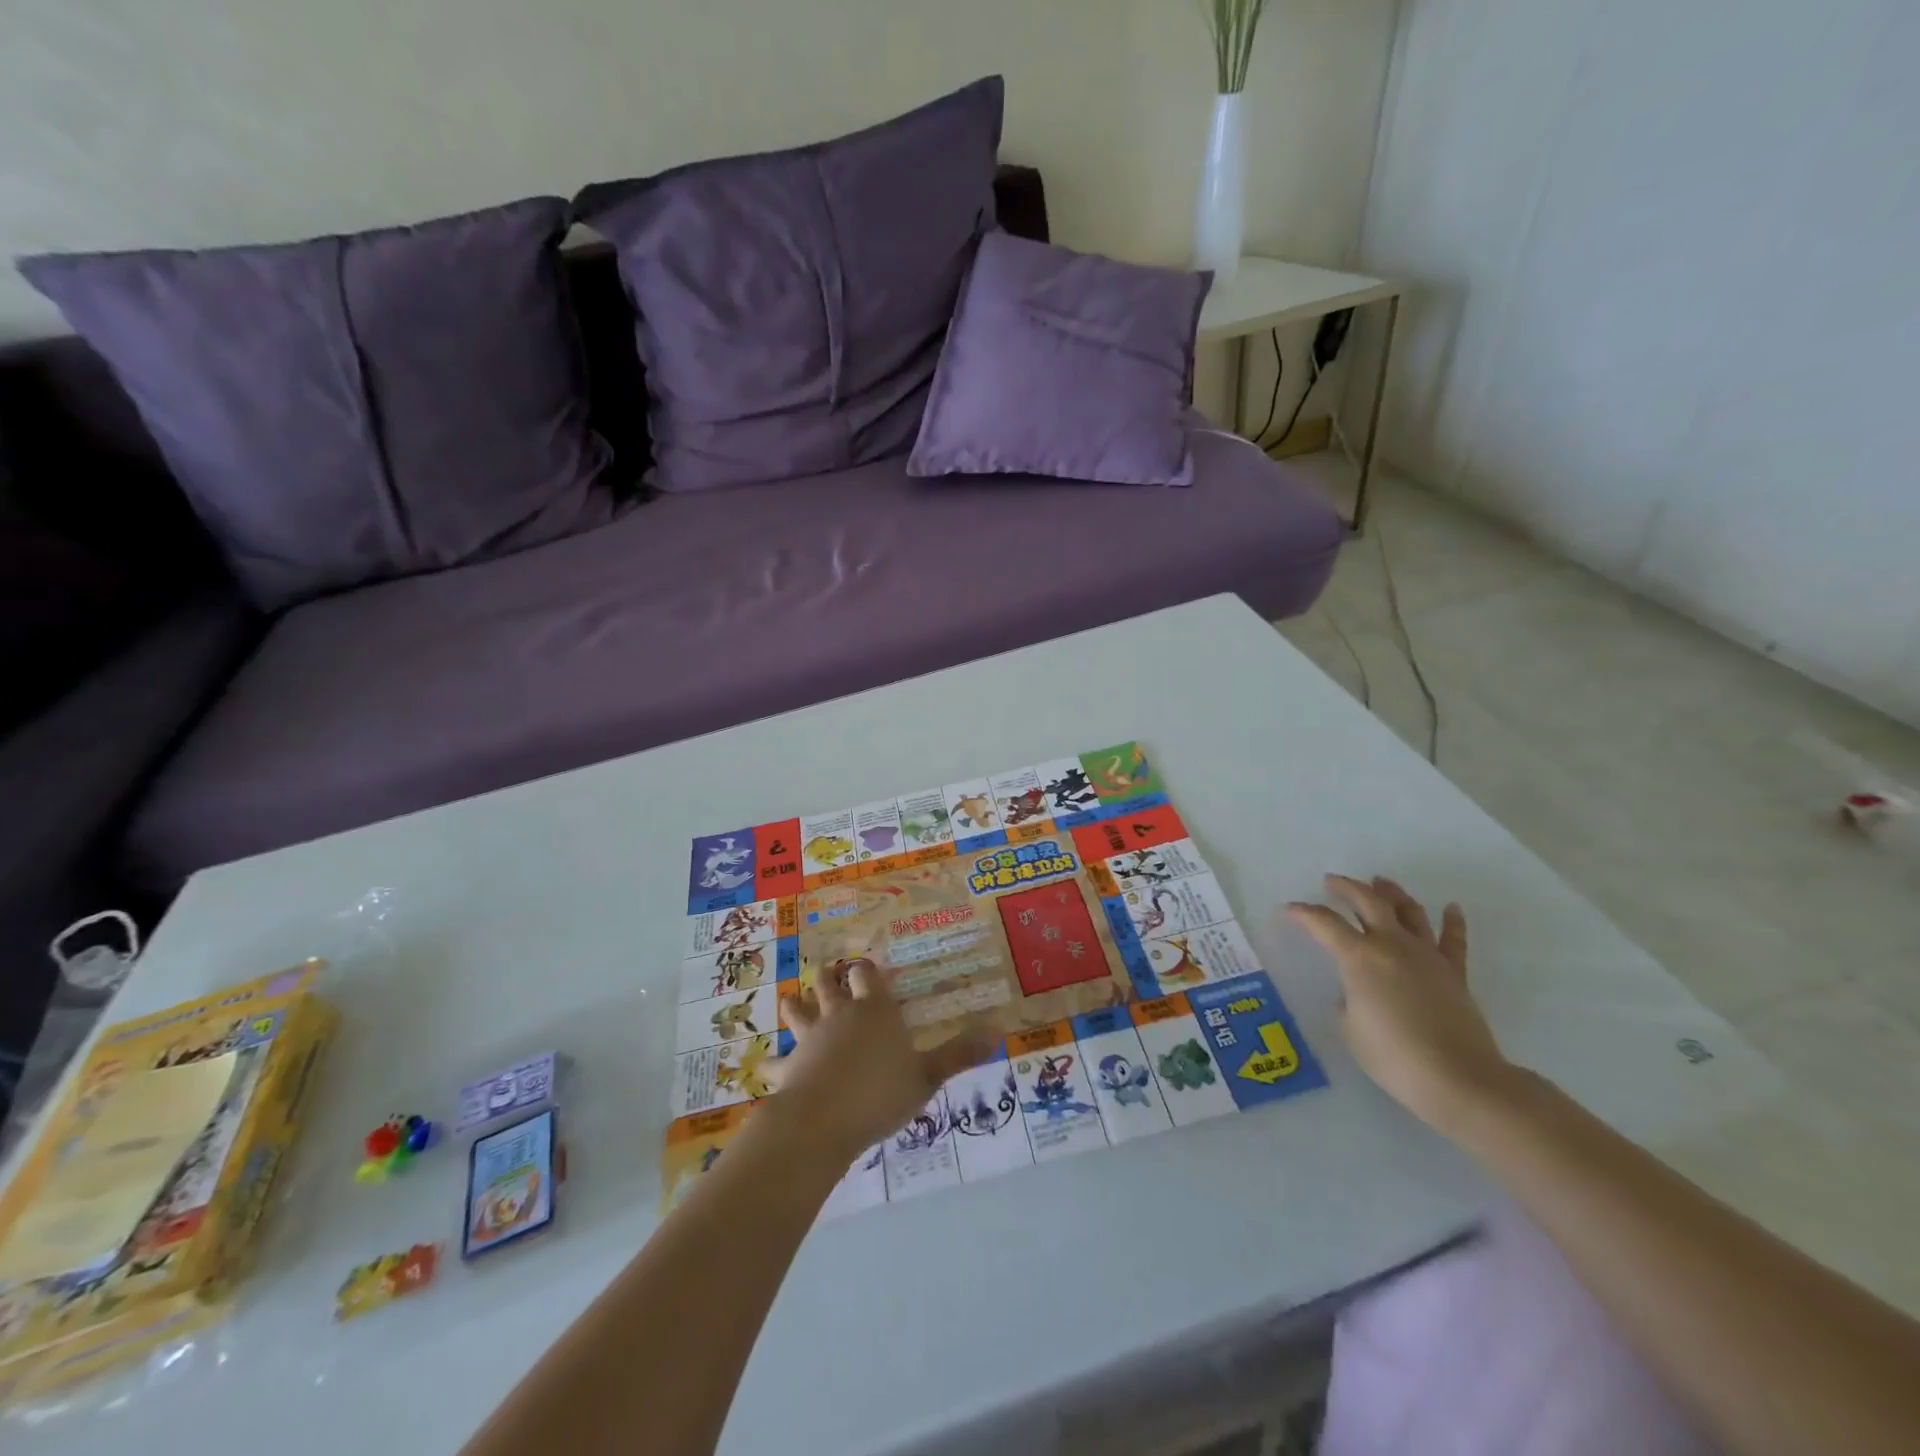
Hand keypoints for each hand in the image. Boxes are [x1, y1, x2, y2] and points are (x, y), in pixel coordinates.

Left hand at [774, 958, 989, 1161]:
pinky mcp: (791, 1065)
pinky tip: (766, 1067)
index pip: (868, 974)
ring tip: (791, 999)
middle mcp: (841, 1014)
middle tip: (829, 973)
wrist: (823, 1120)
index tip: (868, 967)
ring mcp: (811, 1037)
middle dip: (830, 977)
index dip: (868, 970)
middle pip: (830, 983)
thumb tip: (997, 1032)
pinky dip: (773, 1063)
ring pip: (799, 1010)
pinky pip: (778, 1061)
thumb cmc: (881, 1092)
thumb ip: (958, 1054)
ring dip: (796, 1005)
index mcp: (875, 1009)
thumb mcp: (927, 1076)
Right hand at [1287, 875, 1515, 1135]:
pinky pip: (1454, 939)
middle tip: (1332, 882)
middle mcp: (1392, 945)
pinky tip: (1451, 908)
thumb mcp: (1350, 1028)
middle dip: (1346, 887)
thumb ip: (1348, 1001)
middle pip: (1368, 902)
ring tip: (1380, 882)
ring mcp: (1427, 956)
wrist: (1459, 1078)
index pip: (1324, 924)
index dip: (1303, 914)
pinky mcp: (1455, 973)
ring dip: (1392, 893)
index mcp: (1359, 957)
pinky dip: (1452, 921)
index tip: (1290, 910)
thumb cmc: (1393, 1056)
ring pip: (1409, 911)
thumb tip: (1357, 991)